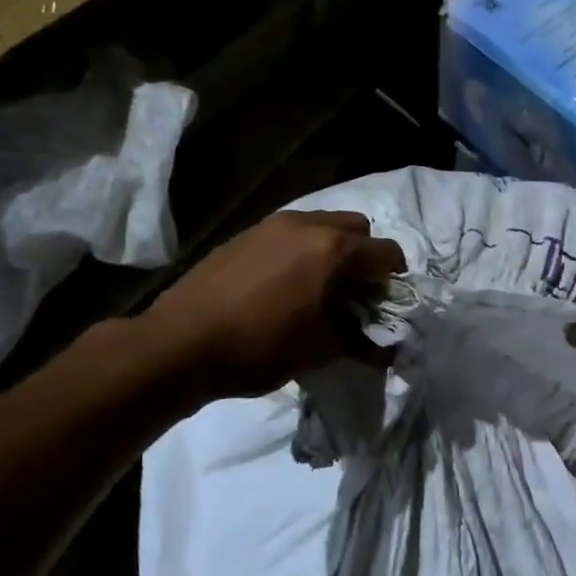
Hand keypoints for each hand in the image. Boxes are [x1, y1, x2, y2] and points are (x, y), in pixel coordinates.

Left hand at [146, 210, 405, 400]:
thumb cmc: (259, 347)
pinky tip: (285, 285)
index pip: (385, 251)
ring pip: (321, 224)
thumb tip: (387, 351)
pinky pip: (289, 232)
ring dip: (332, 249)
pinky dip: (302, 250)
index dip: (395, 276)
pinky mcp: (245, 234)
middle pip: (356, 227)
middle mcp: (306, 225)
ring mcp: (271, 225)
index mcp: (332, 249)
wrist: (180, 343)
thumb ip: (359, 343)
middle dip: (365, 255)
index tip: (388, 301)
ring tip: (319, 287)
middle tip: (356, 291)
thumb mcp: (317, 351)